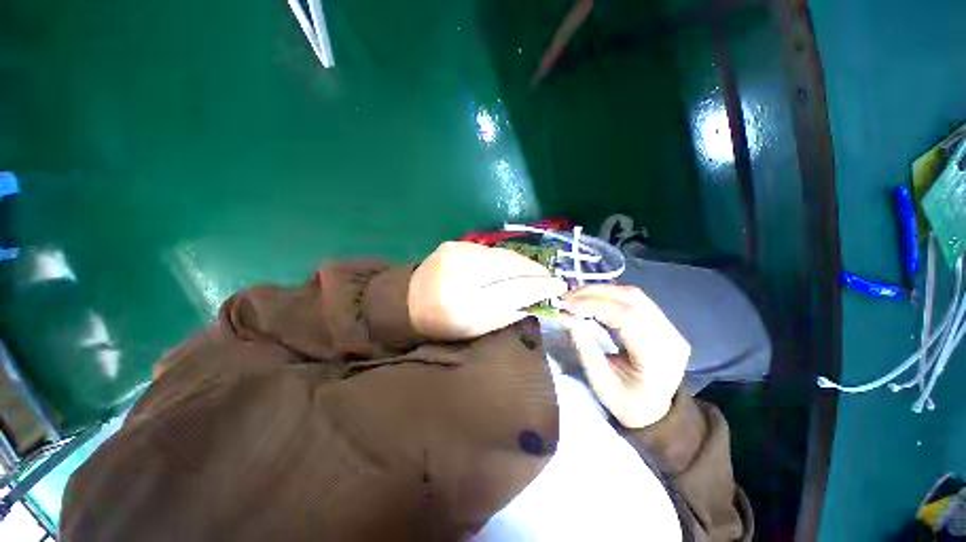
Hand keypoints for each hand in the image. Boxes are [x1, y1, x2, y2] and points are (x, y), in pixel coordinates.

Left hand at [409, 242, 567, 339]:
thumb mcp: (476, 328)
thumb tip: (536, 300)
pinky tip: (514, 265)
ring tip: (536, 272)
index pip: (511, 290)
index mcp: (462, 303)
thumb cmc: (443, 323)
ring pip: (502, 255)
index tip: (559, 286)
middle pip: (509, 266)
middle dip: (535, 271)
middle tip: (551, 278)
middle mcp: (460, 272)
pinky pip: (490, 251)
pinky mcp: (456, 244)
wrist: (409, 300)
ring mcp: (457, 252)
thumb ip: (507, 314)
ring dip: (523, 263)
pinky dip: (506, 258)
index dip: (538, 287)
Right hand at [560, 285, 689, 428]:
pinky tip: (592, 298)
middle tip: (566, 297)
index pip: (626, 316)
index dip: (593, 305)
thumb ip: (584, 347)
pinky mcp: (663, 323)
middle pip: (632, 299)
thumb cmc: (626, 403)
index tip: (566, 305)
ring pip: (634, 295)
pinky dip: (610, 295)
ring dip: (601, 291)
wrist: (655, 412)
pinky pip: (635, 300)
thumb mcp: (600, 382)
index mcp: (657, 357)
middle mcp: (670, 336)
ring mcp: (670, 327)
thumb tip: (566, 317)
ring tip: (576, 296)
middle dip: (594, 293)